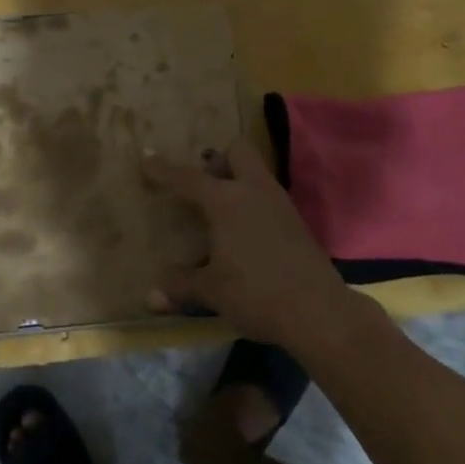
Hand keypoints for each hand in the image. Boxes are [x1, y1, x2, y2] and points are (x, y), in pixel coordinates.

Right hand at [143, 138, 353, 350]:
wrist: (318, 311)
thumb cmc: (255, 293)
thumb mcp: (211, 291)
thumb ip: (180, 286)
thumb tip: (151, 297)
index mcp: (226, 202)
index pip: (188, 178)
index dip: (164, 170)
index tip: (146, 157)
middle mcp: (254, 192)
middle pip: (238, 151)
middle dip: (218, 158)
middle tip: (201, 179)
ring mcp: (280, 204)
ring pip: (257, 173)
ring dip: (237, 179)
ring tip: (218, 205)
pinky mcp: (297, 222)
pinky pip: (268, 197)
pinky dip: (253, 202)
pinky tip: (243, 229)